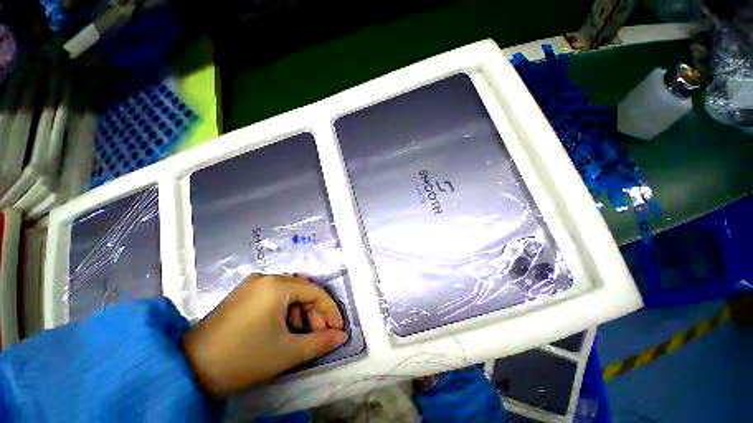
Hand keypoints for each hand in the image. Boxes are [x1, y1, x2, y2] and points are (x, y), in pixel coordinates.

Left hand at [182, 274, 347, 396]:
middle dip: (315, 313)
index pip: (316, 292)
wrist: (187, 369)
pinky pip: (274, 296)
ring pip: (289, 293)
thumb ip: (320, 342)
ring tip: (300, 333)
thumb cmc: (243, 358)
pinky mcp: (242, 294)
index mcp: (277, 285)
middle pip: (302, 291)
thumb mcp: (287, 352)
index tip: (338, 329)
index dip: (331, 311)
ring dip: (300, 312)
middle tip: (320, 334)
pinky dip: (284, 310)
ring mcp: (252, 284)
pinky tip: (282, 328)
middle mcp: (266, 278)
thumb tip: (341, 337)